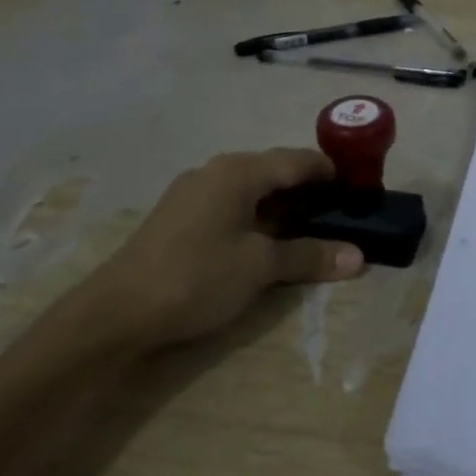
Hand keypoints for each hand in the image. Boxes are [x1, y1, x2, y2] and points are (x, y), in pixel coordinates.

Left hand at [85, 148, 364, 353]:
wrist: (114, 315)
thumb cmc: (195, 278)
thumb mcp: (260, 267)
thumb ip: (310, 256)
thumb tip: (358, 257)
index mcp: (239, 171)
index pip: (299, 160)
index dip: (333, 173)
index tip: (361, 192)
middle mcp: (216, 172)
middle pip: (277, 172)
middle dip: (311, 193)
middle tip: (343, 216)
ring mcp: (194, 194)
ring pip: (254, 191)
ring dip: (286, 209)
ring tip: (315, 232)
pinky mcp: (181, 219)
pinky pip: (234, 207)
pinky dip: (260, 219)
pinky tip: (270, 244)